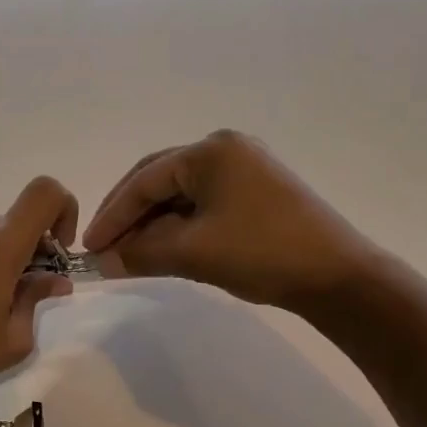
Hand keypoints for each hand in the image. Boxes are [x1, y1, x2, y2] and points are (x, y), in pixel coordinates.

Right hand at [83, 130, 373, 310]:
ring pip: (182, 194)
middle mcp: (226, 149)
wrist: (338, 277)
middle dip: (129, 216)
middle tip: (104, 249)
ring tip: (131, 254)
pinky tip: (166, 248)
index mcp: (209, 152)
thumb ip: (140, 252)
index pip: (144, 181)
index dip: (112, 215)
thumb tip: (103, 262)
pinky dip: (180, 226)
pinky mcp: (259, 192)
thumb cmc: (261, 253)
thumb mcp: (192, 252)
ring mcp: (246, 168)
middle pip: (160, 181)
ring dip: (154, 224)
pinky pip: (204, 203)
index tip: (88, 247)